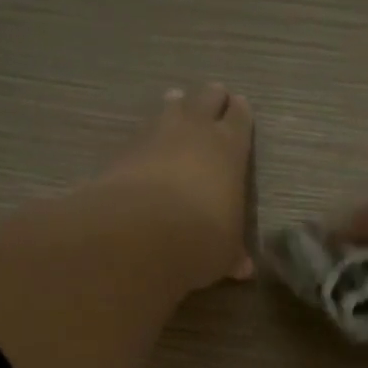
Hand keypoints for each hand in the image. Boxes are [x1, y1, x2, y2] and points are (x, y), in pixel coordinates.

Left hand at [104, 85, 254, 288]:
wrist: (141, 234)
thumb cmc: (201, 239)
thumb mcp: (224, 253)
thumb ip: (233, 254)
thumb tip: (243, 269)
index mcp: (230, 149)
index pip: (240, 118)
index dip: (240, 114)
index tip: (239, 107)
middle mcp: (195, 131)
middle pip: (205, 98)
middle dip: (210, 99)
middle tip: (212, 99)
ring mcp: (156, 135)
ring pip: (170, 106)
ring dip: (175, 107)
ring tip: (176, 105)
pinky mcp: (124, 149)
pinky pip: (141, 132)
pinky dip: (147, 136)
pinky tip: (146, 146)